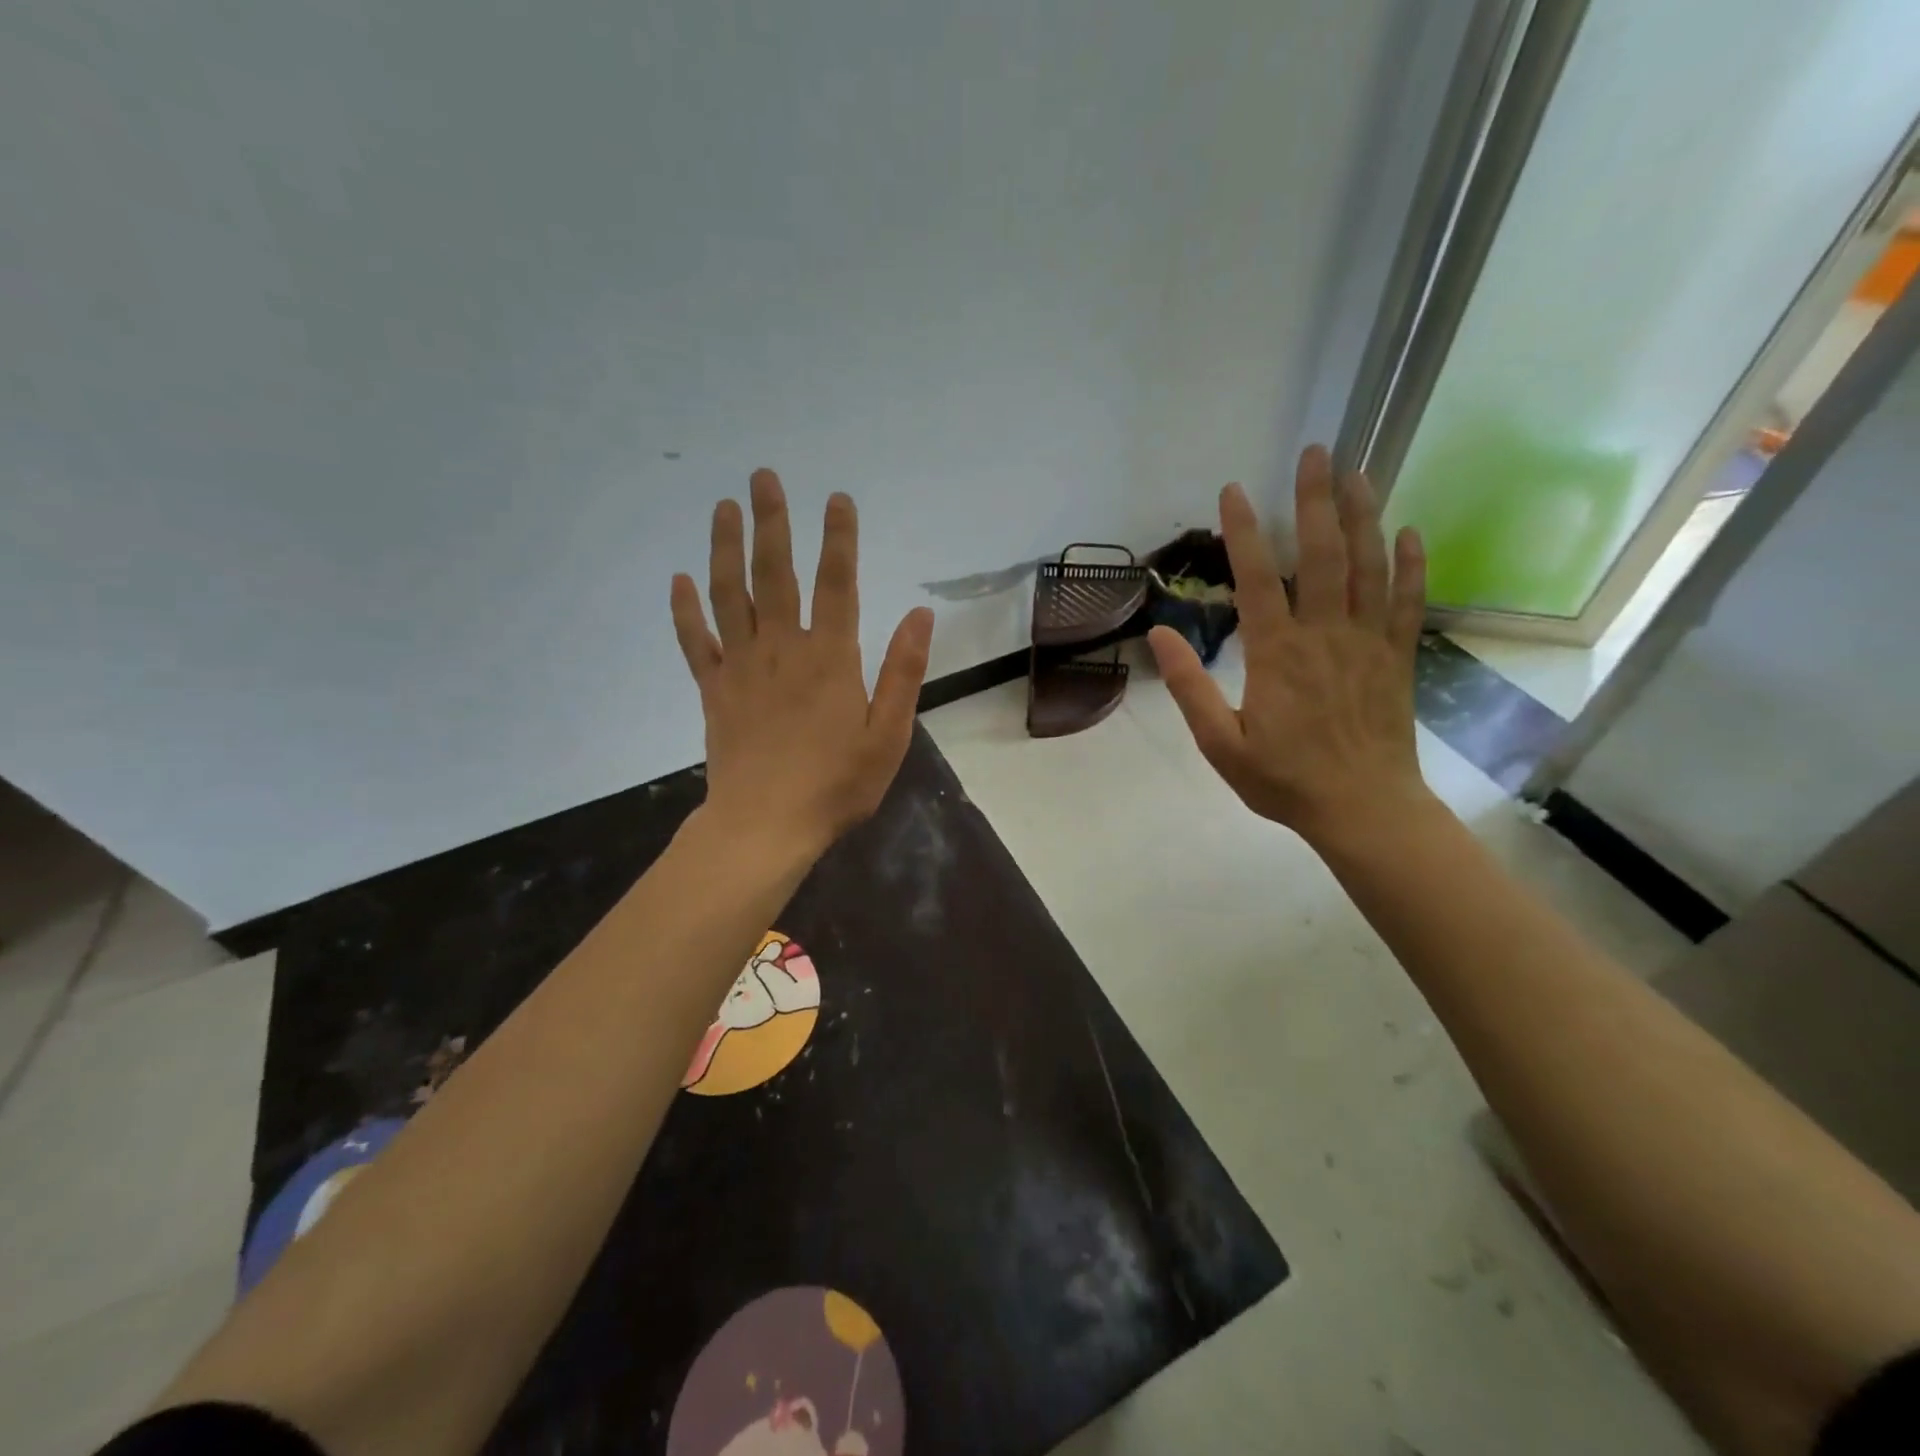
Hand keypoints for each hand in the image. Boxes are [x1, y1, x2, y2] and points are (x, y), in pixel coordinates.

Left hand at [672, 470, 934, 859]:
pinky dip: (686, 610)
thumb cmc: (836, 785)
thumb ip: (903, 671)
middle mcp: (782, 649)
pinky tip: (679, 580)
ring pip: (730, 595)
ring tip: (723, 507)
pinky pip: (696, 642)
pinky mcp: (714, 691)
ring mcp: (742, 667)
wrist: (765, 826)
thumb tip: (921, 613)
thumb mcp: (888, 735)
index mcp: (830, 658)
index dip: (839, 539)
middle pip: (775, 574)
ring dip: (725, 548)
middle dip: (772, 522)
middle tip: (763, 477)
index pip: (837, 583)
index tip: (837, 498)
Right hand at [1148, 445, 1430, 850]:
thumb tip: (1159, 635)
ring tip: (1359, 471)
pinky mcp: (1398, 657)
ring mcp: (1368, 642)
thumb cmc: (1284, 779)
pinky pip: (1410, 601)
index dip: (1245, 531)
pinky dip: (1412, 564)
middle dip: (1316, 500)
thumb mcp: (1219, 743)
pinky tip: (1409, 531)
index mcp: (1277, 654)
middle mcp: (1325, 634)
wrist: (1363, 809)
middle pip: (1324, 554)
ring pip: (1370, 566)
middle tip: (1315, 452)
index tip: (1234, 490)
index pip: (1260, 578)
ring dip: (1365, 515)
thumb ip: (1189, 687)